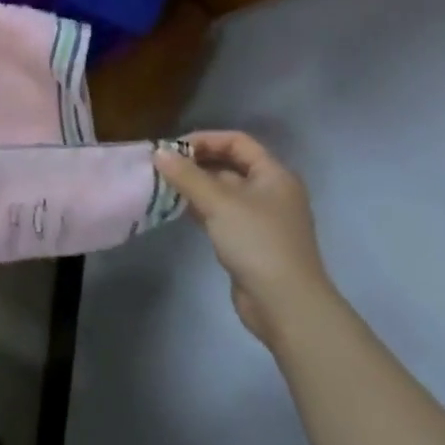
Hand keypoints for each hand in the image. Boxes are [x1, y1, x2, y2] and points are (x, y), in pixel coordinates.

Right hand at [155, 131, 331, 347]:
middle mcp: (270, 192)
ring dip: (194, 186)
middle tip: (162, 166)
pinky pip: (221, 214)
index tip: (173, 148)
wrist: (285, 304)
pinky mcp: (249, 241)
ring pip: (222, 191)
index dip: (205, 139)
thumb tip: (158, 152)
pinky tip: (176, 209)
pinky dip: (199, 208)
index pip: (238, 142)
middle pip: (230, 165)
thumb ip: (187, 176)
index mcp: (274, 175)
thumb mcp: (219, 203)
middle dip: (196, 163)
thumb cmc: (257, 242)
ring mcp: (261, 218)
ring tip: (163, 185)